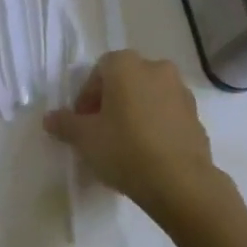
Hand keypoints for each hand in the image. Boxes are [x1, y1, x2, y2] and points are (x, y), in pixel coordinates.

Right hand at [44, 49, 228, 222]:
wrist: (181, 182)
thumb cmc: (126, 149)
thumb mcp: (85, 139)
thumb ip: (65, 124)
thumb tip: (50, 118)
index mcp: (126, 64)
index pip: (98, 71)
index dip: (87, 97)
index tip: (83, 124)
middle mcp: (155, 67)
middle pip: (125, 80)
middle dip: (111, 102)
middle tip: (101, 133)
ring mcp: (180, 90)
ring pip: (148, 96)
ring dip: (135, 112)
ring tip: (126, 145)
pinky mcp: (196, 115)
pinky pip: (167, 114)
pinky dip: (156, 125)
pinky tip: (149, 153)